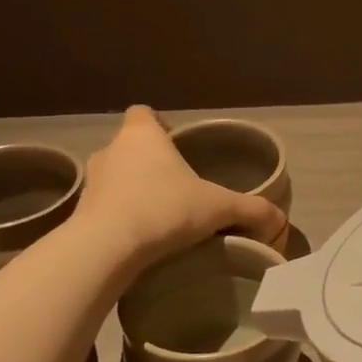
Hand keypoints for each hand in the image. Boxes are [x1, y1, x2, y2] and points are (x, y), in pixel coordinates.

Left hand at [72, 107, 285, 268]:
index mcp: (142, 135)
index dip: (159, 125)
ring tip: (159, 215)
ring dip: (132, 191)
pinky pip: (104, 209)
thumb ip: (252, 210)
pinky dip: (119, 218)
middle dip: (150, 163)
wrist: (106, 248)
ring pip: (115, 178)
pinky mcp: (80, 215)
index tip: (177, 145)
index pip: (143, 113)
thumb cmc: (164, 210)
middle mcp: (112, 151)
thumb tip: (280, 221)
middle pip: (130, 147)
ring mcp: (91, 183)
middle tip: (177, 186)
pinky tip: (140, 238)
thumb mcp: (220, 208)